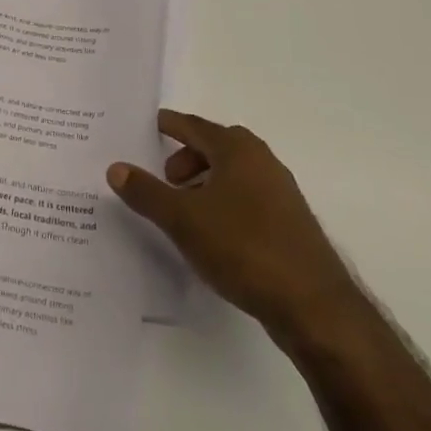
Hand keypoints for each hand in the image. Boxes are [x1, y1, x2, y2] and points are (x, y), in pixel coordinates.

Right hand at [108, 110, 351, 327]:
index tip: (151, 125)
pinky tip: (214, 235)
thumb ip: (147, 193)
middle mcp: (262, 161)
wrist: (314, 305)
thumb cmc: (243, 247)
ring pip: (234, 174)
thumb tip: (116, 168)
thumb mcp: (183, 220)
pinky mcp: (290, 223)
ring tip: (185, 211)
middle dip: (187, 158)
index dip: (170, 125)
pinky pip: (248, 198)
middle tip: (164, 179)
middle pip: (216, 147)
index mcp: (237, 149)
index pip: (194, 126)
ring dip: (206, 183)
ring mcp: (281, 192)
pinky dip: (225, 203)